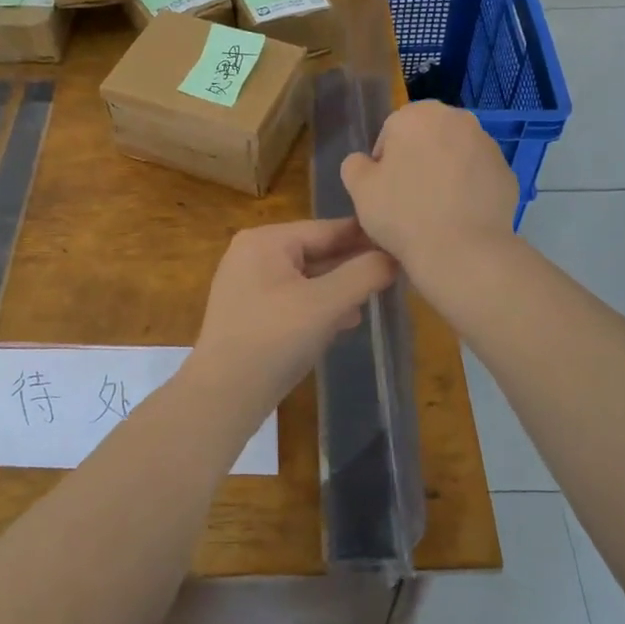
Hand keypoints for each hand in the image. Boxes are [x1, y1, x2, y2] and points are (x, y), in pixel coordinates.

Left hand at [192, 218, 397, 406]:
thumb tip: (393, 256)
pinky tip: (344, 322)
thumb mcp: (326, 304)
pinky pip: (292, 298)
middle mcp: (253, 253)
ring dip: (338, 288)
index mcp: (266, 240)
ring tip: (374, 299)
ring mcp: (247, 283)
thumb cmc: (275, 339)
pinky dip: (318, 306)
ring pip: (306, 277)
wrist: (224, 395)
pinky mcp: (249, 312)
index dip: (366, 237)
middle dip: (352, 265)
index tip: (401, 243)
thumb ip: (363, 274)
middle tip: (394, 276)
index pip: (327, 229)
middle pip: (315, 251)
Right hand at [340, 101, 517, 282]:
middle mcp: (457, 118)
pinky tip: (458, 217)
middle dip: (417, 161)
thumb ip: (354, 165)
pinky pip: (477, 176)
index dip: (383, 163)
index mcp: (417, 114)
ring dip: (443, 173)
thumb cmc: (402, 213)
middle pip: (426, 138)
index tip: (384, 191)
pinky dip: (468, 189)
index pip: (391, 132)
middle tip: (407, 199)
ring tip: (434, 211)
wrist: (462, 251)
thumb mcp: (358, 189)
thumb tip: (365, 162)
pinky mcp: (507, 172)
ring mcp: (488, 144)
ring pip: (454, 155)